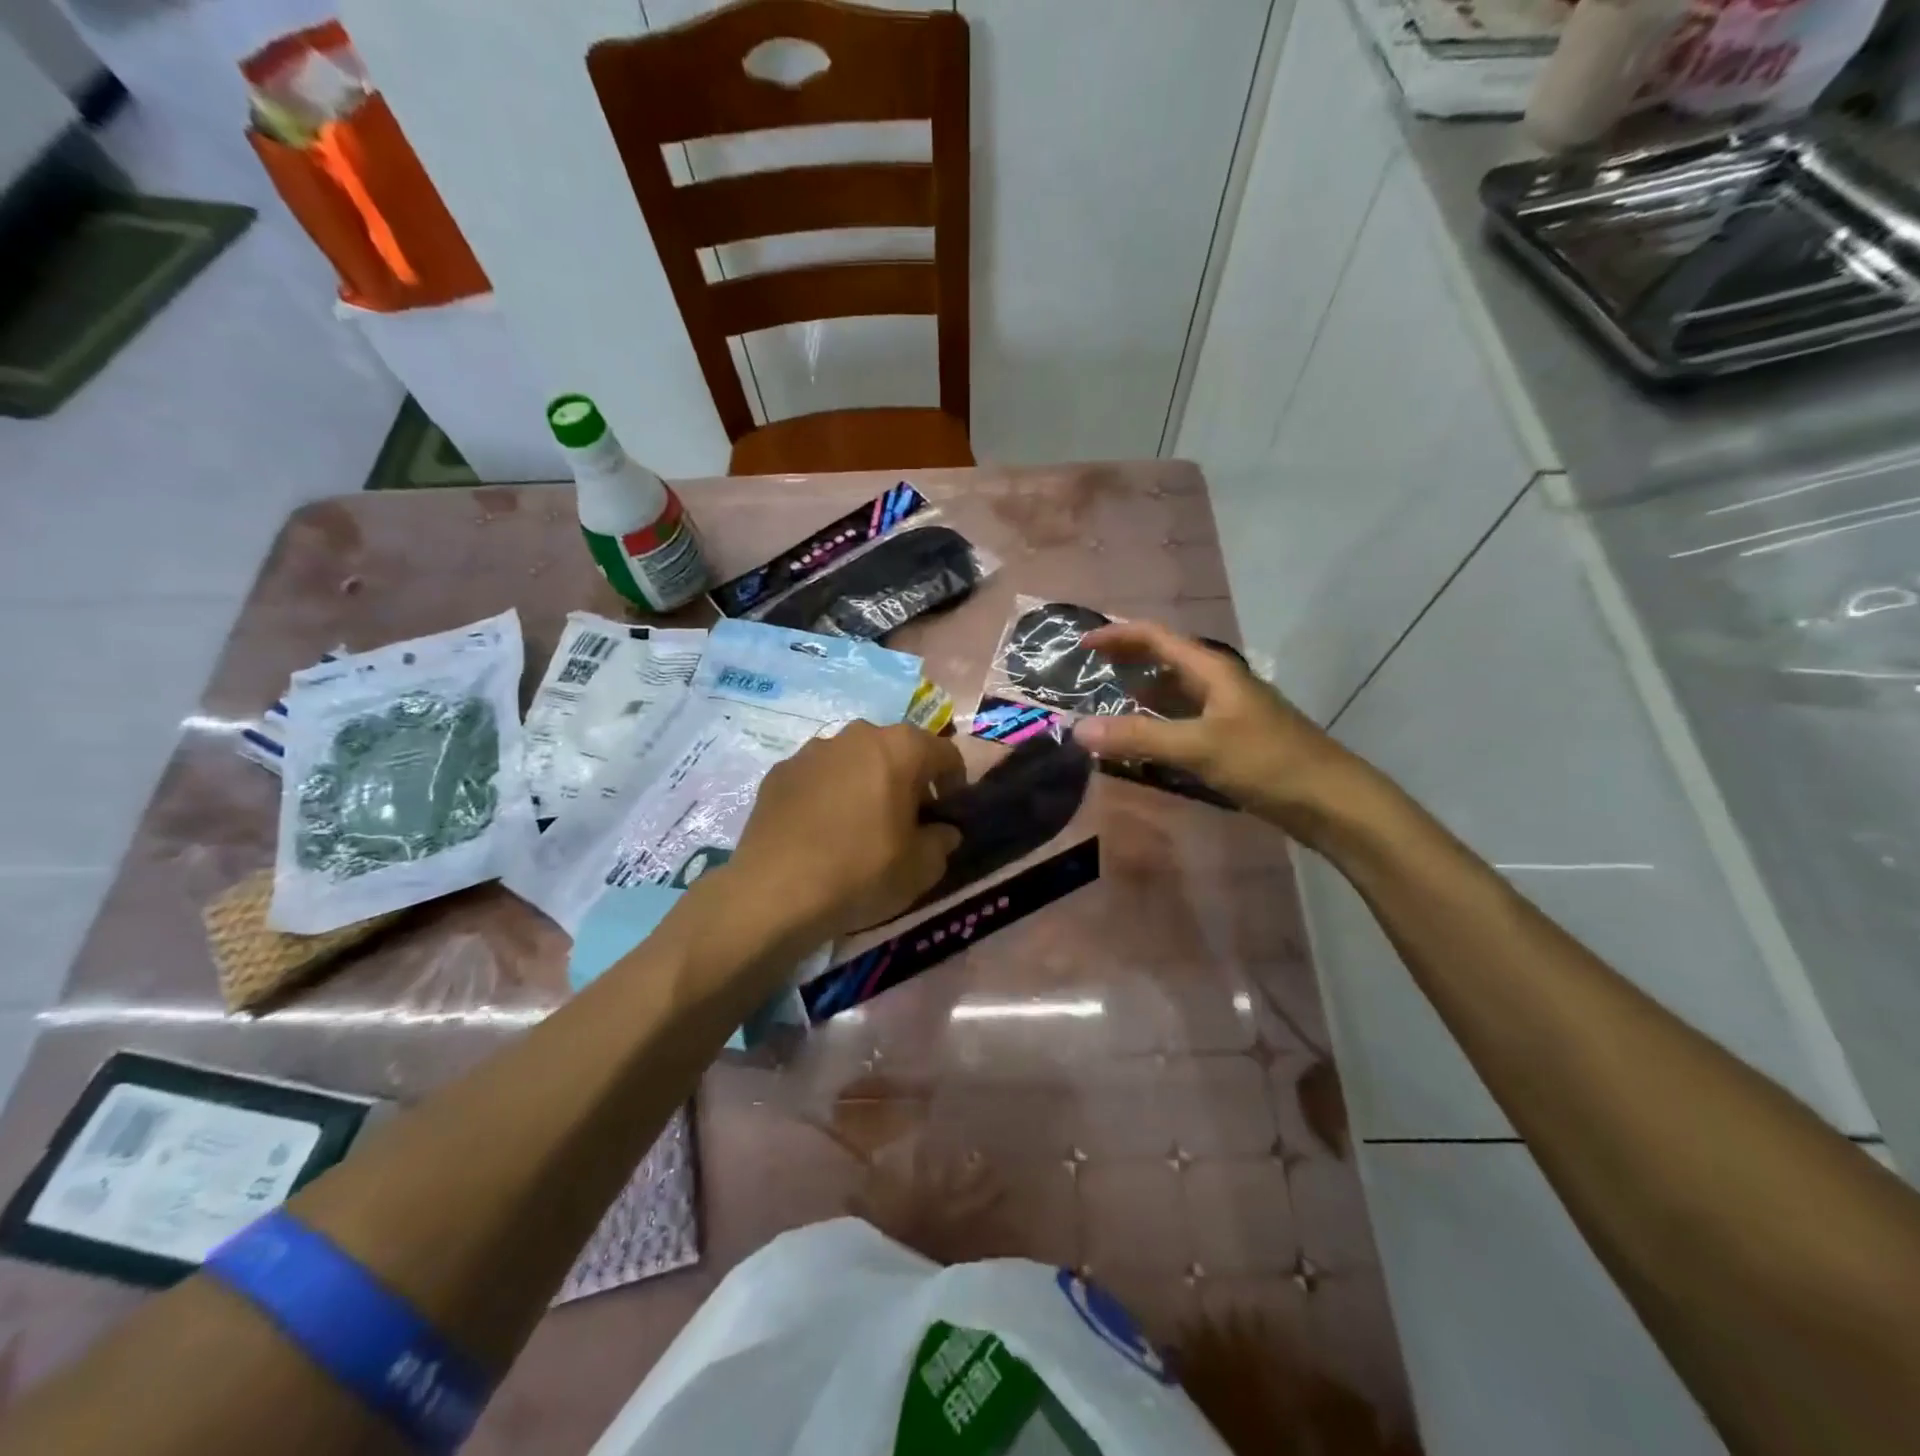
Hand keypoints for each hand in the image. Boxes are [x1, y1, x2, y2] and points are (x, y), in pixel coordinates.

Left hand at [729, 721, 965, 941]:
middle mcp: (857, 735)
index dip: (954, 784)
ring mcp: (812, 750)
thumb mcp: (922, 868)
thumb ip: (942, 841)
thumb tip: (942, 830)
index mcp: (900, 748)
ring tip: (860, 825)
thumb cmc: (861, 872)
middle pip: (896, 751)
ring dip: (865, 783)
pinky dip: (828, 794)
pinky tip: (821, 831)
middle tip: (907, 820)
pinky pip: (818, 777)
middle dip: (908, 779)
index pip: (946, 754)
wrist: (775, 893)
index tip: (948, 814)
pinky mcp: (779, 772)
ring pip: (854, 760)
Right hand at [1069, 621, 1365, 840]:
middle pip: (1163, 660)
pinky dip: (1156, 726)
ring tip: (1102, 710)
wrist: (1331, 801)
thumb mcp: (1198, 747)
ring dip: (1138, 697)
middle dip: (1124, 663)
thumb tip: (1078, 729)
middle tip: (1084, 678)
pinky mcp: (1230, 740)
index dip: (1116, 636)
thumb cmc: (1267, 762)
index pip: (1155, 637)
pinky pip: (1182, 722)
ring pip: (1172, 694)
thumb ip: (1138, 736)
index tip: (1079, 646)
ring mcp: (1226, 712)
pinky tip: (1140, 745)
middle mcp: (1217, 683)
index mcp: (1212, 670)